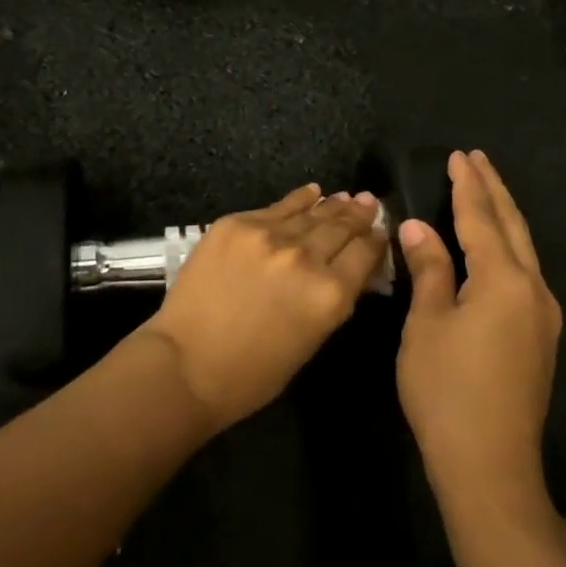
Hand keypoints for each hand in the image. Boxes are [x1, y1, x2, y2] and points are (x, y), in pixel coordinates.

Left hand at [140, 184, 386, 432]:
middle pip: (341, 227)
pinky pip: (277, 206)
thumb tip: (348, 271)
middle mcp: (305, 257)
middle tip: (369, 203)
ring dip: (332, 205)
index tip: (381, 231)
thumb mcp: (310, 341)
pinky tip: (310, 192)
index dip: (376, 240)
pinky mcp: (237, 224)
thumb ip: (333, 301)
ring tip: (346, 197)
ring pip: (312, 212)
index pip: (365, 253)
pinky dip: (298, 199)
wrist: (185, 365)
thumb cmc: (252, 374)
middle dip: (359, 215)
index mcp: (330, 294)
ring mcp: (269, 235)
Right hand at [397, 151, 561, 506]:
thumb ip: (428, 269)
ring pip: (524, 249)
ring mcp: (543, 315)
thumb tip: (417, 227)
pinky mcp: (540, 337)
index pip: (481, 218)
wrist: (490, 466)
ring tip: (485, 192)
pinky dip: (508, 247)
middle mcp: (533, 289)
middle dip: (493, 190)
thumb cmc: (447, 390)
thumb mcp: (426, 324)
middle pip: (512, 226)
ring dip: (503, 216)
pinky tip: (496, 248)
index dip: (467, 186)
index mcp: (504, 280)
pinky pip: (525, 273)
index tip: (459, 156)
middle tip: (477, 160)